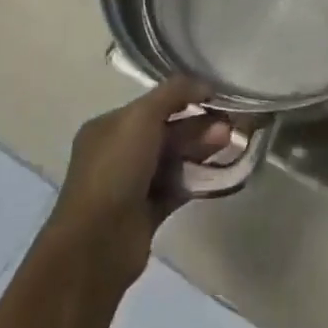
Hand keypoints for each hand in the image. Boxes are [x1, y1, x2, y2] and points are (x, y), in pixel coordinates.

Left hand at [42, 78, 231, 287]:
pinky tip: (220, 170)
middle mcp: (119, 152)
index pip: (152, 104)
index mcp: (109, 127)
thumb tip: (205, 83)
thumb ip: (174, 93)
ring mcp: (133, 183)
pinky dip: (197, 177)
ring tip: (230, 142)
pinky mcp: (148, 211)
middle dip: (198, 125)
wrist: (98, 244)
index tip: (216, 97)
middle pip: (166, 130)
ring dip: (201, 148)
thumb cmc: (115, 170)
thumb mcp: (141, 117)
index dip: (184, 98)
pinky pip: (178, 186)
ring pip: (174, 158)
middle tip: (229, 124)